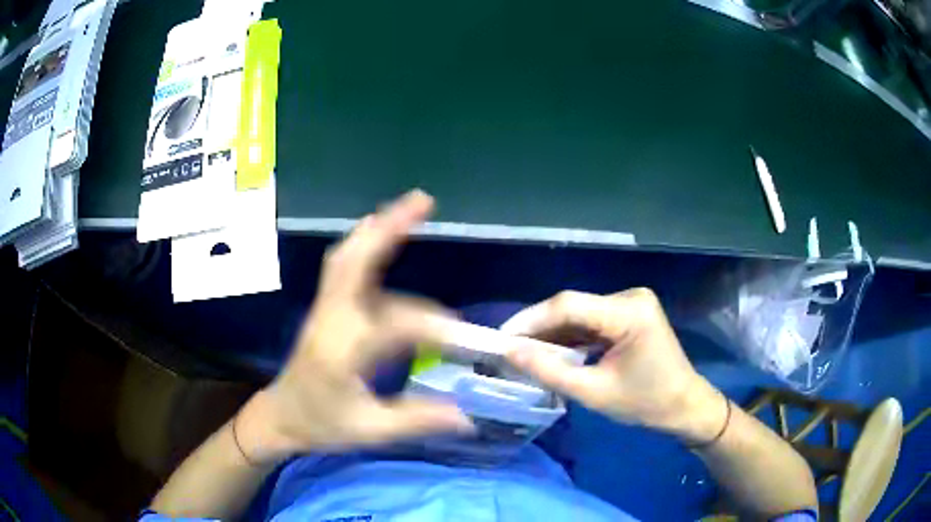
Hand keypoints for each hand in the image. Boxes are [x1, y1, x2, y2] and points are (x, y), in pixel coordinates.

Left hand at [236, 191, 472, 463]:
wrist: (281, 415)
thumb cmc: (321, 424)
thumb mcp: (369, 431)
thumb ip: (417, 420)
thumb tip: (468, 416)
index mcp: (341, 351)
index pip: (393, 325)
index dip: (433, 326)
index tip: (466, 337)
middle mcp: (331, 319)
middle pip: (353, 261)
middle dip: (388, 228)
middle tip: (424, 201)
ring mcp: (326, 308)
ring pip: (347, 256)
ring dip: (378, 229)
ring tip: (412, 206)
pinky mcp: (327, 307)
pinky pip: (345, 265)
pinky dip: (366, 242)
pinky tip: (382, 230)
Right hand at [501, 289, 725, 442]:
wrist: (685, 406)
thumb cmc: (645, 404)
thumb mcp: (594, 393)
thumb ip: (550, 371)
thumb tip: (510, 352)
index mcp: (629, 312)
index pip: (569, 305)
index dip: (530, 320)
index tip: (501, 338)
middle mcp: (631, 297)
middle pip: (573, 307)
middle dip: (540, 328)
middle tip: (509, 349)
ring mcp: (632, 303)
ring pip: (580, 313)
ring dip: (554, 333)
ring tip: (525, 352)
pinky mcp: (630, 313)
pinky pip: (592, 320)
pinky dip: (572, 336)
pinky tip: (553, 351)